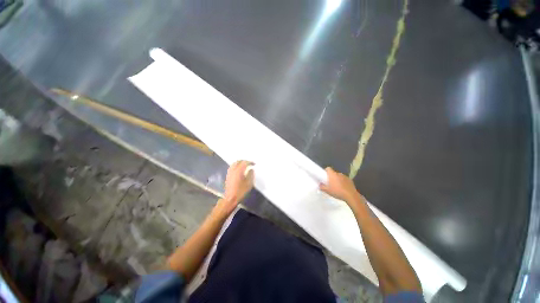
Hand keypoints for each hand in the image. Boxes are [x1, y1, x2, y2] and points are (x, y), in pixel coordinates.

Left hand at [215, 160, 254, 215]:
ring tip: (245, 165)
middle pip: (238, 161)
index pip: (244, 163)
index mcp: (239, 171)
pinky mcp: (228, 176)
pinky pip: (232, 167)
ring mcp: (230, 172)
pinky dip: (236, 165)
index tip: (254, 163)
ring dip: (240, 163)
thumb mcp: (249, 183)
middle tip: (249, 163)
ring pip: (234, 163)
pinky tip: (239, 169)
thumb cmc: (241, 191)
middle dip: (244, 161)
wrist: (230, 198)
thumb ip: (250, 174)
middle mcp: (233, 170)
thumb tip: (251, 169)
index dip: (250, 162)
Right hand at [319, 167, 361, 206]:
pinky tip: (343, 188)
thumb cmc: (337, 192)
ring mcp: (345, 176)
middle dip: (332, 177)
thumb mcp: (327, 191)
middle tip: (330, 183)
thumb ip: (322, 187)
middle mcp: (339, 174)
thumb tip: (319, 185)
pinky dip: (343, 182)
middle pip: (334, 173)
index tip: (325, 175)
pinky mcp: (350, 180)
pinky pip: (344, 180)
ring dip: (338, 179)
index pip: (328, 168)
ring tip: (337, 186)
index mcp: (332, 174)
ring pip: (339, 176)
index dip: (326, 171)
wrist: (351, 196)